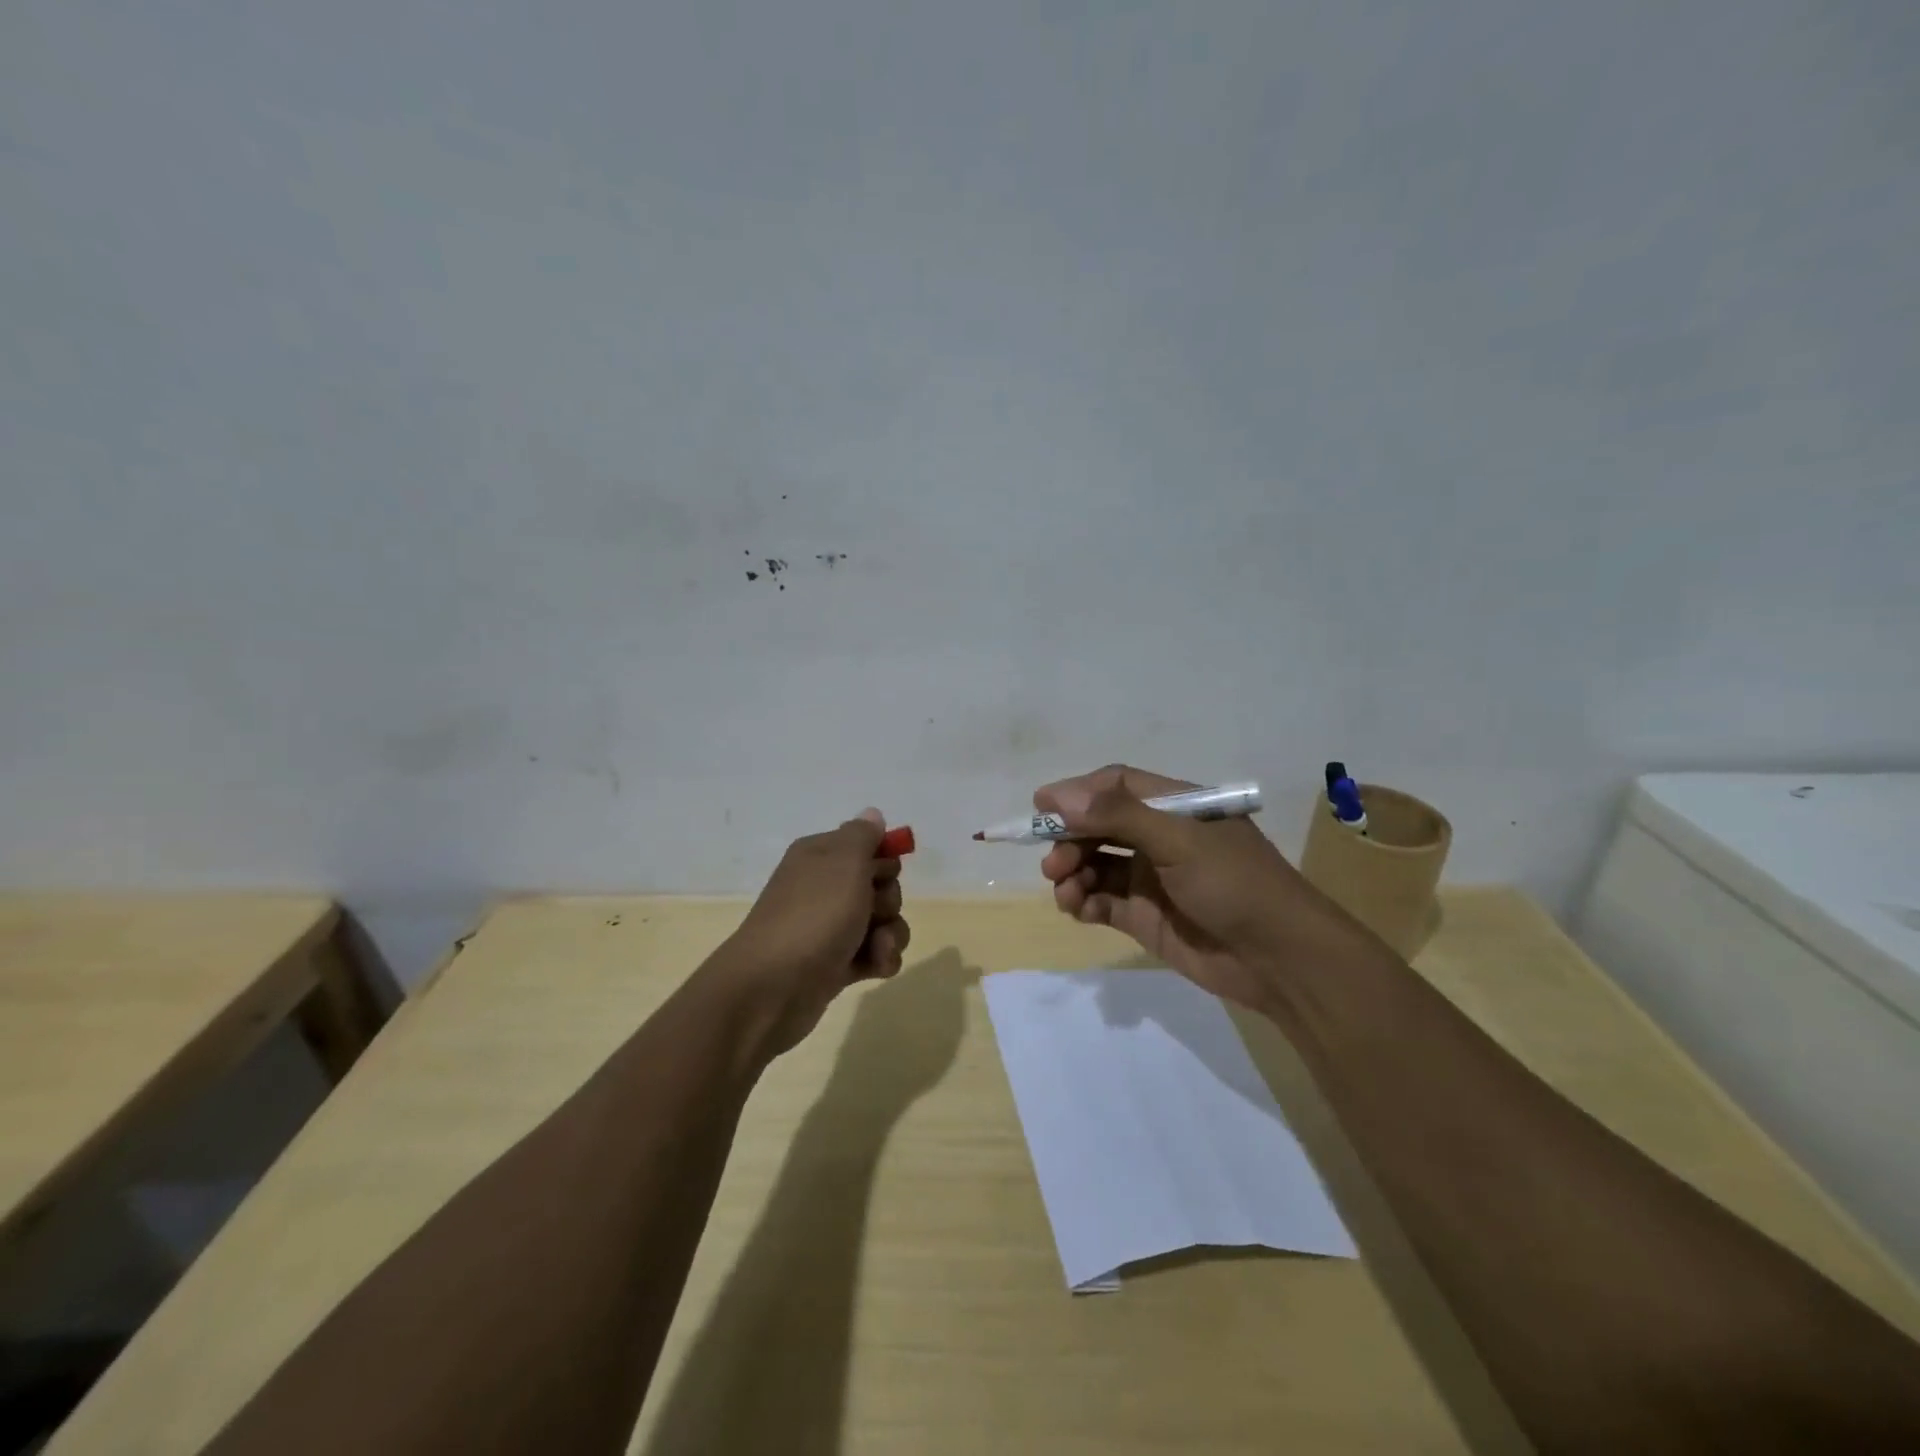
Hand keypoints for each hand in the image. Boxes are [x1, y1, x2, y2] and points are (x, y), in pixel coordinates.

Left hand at [706, 808, 911, 1058]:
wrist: (771, 989)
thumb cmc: (813, 917)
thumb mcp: (844, 864)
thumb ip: (863, 836)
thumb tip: (872, 814)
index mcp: (820, 856)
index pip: (866, 845)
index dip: (882, 860)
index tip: (881, 874)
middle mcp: (823, 887)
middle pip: (879, 884)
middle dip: (889, 900)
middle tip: (872, 911)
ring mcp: (828, 927)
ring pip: (881, 921)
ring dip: (890, 934)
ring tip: (878, 948)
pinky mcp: (834, 963)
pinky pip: (873, 953)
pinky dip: (880, 959)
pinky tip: (876, 968)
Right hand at [1035, 765, 1362, 1010]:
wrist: (1280, 960)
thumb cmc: (1235, 884)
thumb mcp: (1179, 841)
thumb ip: (1119, 816)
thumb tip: (1059, 797)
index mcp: (1175, 808)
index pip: (1116, 786)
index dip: (1078, 793)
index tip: (1041, 806)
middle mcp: (1159, 838)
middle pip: (1099, 826)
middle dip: (1070, 839)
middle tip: (1052, 863)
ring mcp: (1150, 878)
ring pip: (1095, 864)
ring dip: (1072, 873)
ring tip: (1065, 891)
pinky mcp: (1144, 917)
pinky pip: (1101, 901)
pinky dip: (1083, 902)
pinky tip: (1078, 909)